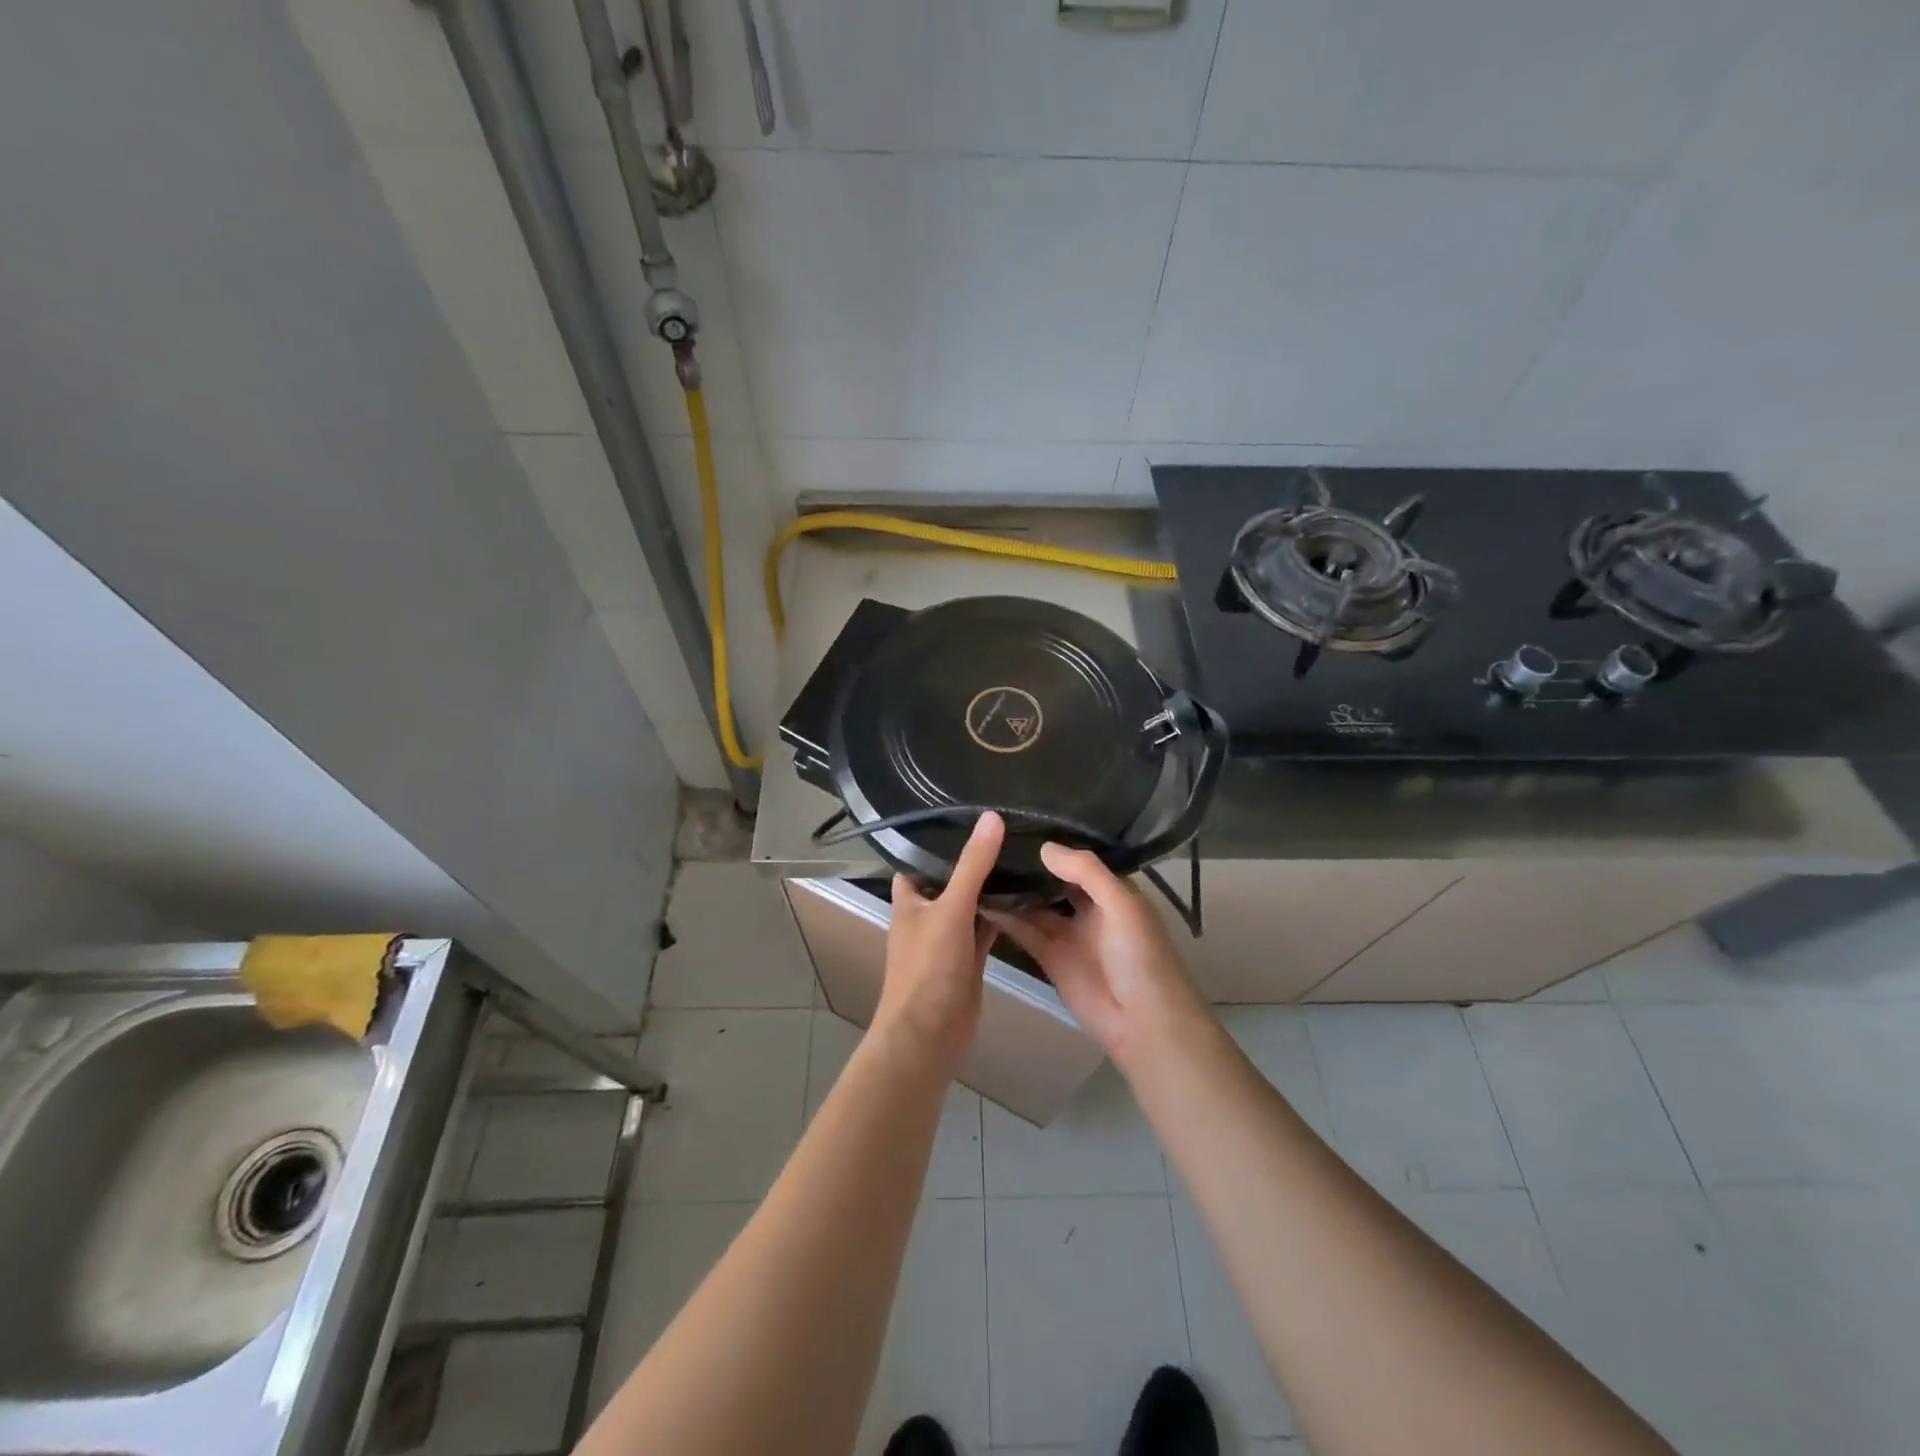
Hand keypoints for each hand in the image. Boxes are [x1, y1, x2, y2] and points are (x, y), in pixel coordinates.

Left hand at [874, 811, 1005, 1068]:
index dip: (936, 840)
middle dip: (970, 861)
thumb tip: (992, 817)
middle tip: (1005, 829)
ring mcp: (947, 939)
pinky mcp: (968, 960)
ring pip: (969, 905)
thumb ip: (972, 865)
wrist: (930, 1034)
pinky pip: (984, 930)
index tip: (966, 814)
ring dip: (988, 889)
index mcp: (909, 900)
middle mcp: (926, 915)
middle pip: (948, 881)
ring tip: (1020, 853)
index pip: (918, 860)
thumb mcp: (951, 908)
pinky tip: (1024, 897)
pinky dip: (999, 917)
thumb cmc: (928, 967)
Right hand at [987, 843, 1212, 1073]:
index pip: (1080, 859)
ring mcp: (1068, 932)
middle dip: (1029, 864)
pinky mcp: (1050, 958)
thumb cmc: (1140, 955)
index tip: (1020, 821)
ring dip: (1013, 889)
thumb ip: (1086, 872)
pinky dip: (1005, 918)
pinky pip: (1025, 931)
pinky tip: (980, 899)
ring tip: (979, 864)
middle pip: (1054, 880)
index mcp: (1113, 889)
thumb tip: (1044, 846)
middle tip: (990, 839)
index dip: (1055, 843)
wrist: (1143, 1022)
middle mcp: (1089, 906)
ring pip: (1036, 904)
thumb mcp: (1121, 904)